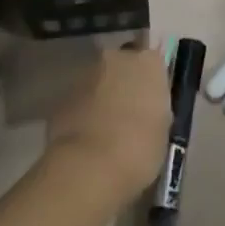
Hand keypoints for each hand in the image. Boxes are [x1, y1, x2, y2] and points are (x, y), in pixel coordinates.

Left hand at [46, 41, 171, 198]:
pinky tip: (87, 138)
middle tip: (129, 113)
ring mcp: (85, 74)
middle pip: (122, 65)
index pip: (153, 60)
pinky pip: (79, 100)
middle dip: (124, 83)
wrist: (90, 167)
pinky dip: (83, 112)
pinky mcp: (61, 96)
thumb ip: (155, 109)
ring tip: (106, 130)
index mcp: (148, 62)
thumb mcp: (163, 129)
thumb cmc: (140, 148)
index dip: (151, 81)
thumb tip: (147, 111)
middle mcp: (116, 58)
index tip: (151, 100)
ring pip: (98, 81)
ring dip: (102, 97)